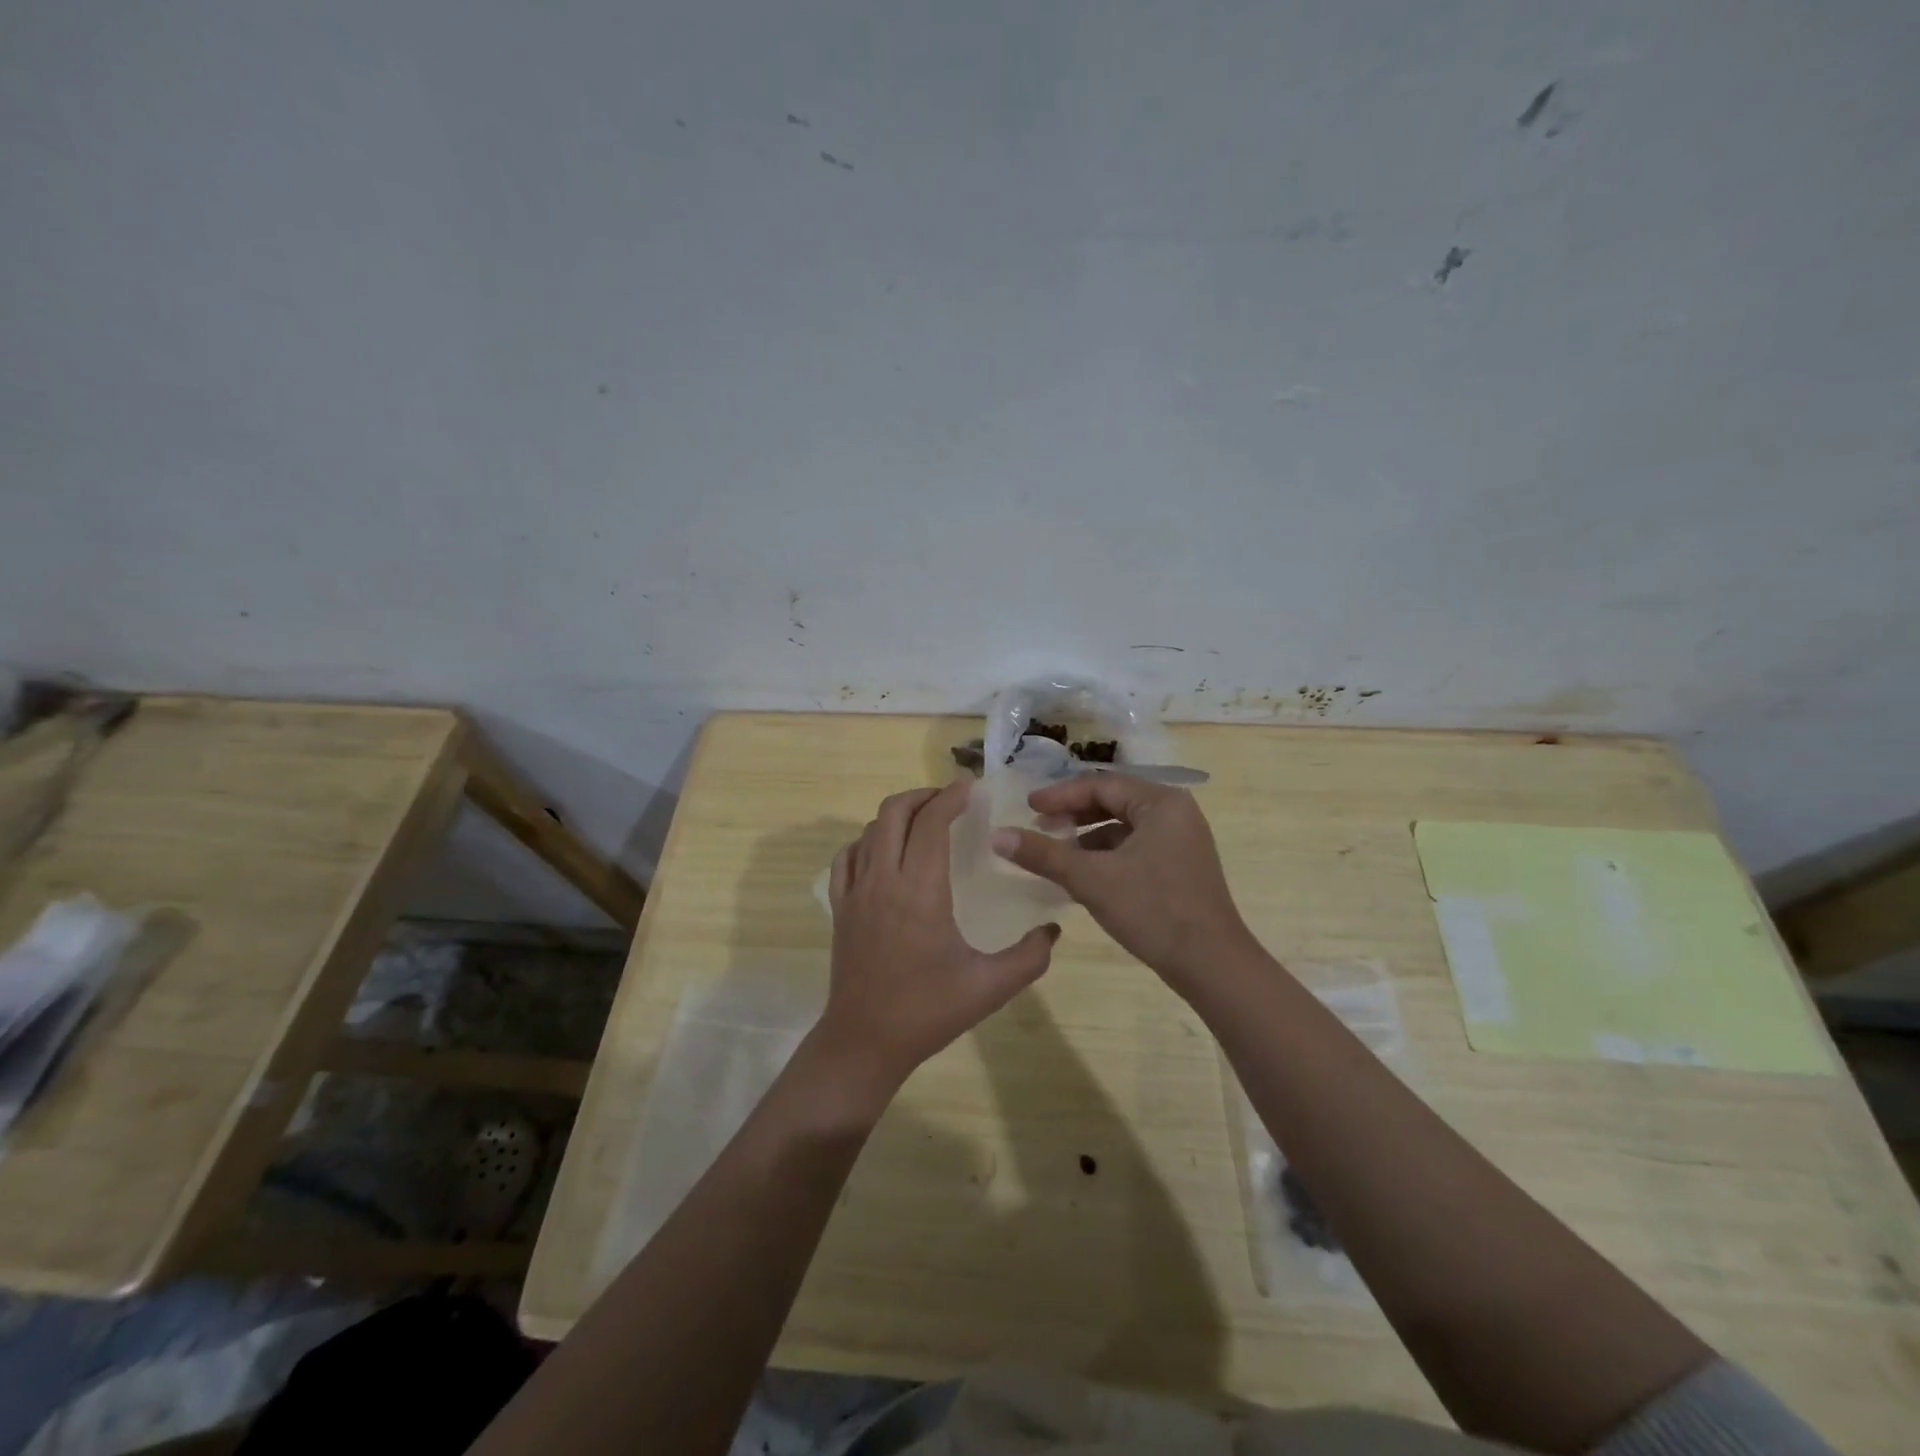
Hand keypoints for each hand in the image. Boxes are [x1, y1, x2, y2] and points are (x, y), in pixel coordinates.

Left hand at [819, 780, 1058, 1095]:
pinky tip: (886, 852)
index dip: (950, 797)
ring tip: (925, 823)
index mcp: (920, 891)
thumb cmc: (928, 1011)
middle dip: (924, 796)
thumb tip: (1053, 930)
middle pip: (894, 811)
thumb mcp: (990, 987)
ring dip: (898, 815)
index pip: (931, 823)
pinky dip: (868, 840)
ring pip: (870, 830)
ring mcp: (855, 892)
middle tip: (950, 801)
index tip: (971, 788)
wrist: (865, 1041)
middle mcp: (883, 880)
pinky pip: (848, 856)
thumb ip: (1030, 956)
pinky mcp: (840, 907)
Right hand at [989, 774, 1255, 985]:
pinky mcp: (1180, 866)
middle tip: (1038, 825)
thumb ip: (1043, 854)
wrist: (1212, 965)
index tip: (1027, 807)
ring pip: (1123, 826)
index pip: (1101, 785)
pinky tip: (1082, 873)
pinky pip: (1135, 847)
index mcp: (1161, 803)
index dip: (1060, 795)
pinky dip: (1106, 855)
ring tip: (1055, 851)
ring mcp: (1181, 841)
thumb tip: (997, 835)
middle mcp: (1175, 813)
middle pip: (1113, 801)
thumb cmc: (1153, 910)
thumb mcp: (1091, 879)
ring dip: (1087, 836)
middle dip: (1073, 814)